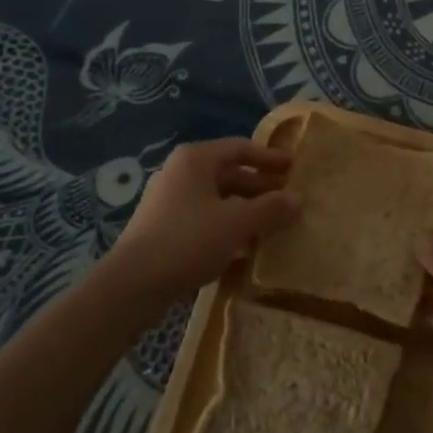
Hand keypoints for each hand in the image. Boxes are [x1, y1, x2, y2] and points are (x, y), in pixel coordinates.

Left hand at [101, 139, 299, 311]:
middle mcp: (180, 173)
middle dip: (260, 188)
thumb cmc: (188, 240)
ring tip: (272, 226)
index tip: (293, 168)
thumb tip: (299, 199)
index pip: (240, 148)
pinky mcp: (164, 229)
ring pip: (217, 199)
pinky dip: (227, 226)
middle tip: (288, 201)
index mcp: (196, 159)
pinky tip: (244, 247)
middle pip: (229, 173)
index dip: (269, 158)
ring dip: (246, 210)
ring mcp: (169, 201)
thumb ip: (271, 208)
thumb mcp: (237, 222)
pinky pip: (204, 219)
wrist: (133, 284)